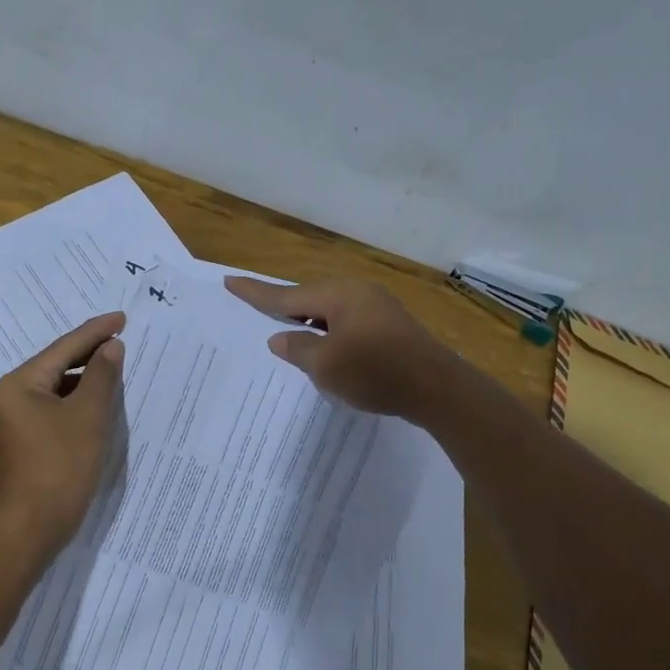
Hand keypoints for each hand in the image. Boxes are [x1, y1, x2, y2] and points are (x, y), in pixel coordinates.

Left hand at [0, 312, 125, 553]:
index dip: (96, 332)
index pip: (64, 348)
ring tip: (118, 368)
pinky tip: (101, 403)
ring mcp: (16, 420)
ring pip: (57, 388)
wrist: (30, 526)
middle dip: (91, 354)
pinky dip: (78, 402)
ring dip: (87, 379)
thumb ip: (102, 377)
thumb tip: (111, 347)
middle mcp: (12, 396)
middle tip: (123, 338)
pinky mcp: (27, 441)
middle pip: (57, 365)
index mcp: (20, 384)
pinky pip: (56, 409)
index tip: (123, 318)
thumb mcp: (88, 416)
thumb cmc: (60, 466)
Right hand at [224, 276, 456, 420]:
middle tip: (257, 309)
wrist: (438, 389)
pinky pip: (346, 321)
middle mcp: (357, 292)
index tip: (230, 281)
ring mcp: (377, 307)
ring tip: (287, 333)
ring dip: (308, 322)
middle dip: (284, 307)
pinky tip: (325, 348)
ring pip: (329, 310)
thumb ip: (298, 349)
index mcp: (338, 295)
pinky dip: (328, 332)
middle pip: (309, 298)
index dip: (256, 293)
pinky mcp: (389, 325)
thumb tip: (280, 339)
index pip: (286, 295)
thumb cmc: (376, 373)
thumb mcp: (326, 366)